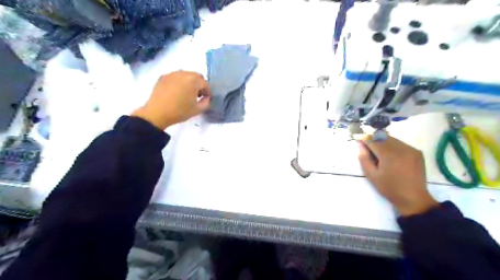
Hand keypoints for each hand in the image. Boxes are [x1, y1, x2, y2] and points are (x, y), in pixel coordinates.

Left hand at [131, 72, 210, 129]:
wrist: (157, 113)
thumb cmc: (180, 111)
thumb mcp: (197, 110)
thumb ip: (206, 102)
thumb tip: (206, 98)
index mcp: (193, 80)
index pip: (205, 83)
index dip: (207, 91)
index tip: (206, 99)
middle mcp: (183, 73)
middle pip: (196, 76)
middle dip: (199, 84)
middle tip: (197, 95)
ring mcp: (172, 74)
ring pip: (185, 75)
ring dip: (189, 82)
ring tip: (186, 93)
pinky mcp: (163, 77)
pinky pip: (175, 77)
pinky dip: (179, 82)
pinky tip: (176, 92)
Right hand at [360, 135, 438, 215]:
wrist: (413, 198)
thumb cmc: (389, 188)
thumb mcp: (371, 175)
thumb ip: (364, 158)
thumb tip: (361, 145)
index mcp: (388, 154)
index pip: (373, 140)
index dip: (365, 139)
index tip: (358, 139)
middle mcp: (401, 148)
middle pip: (383, 137)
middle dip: (374, 139)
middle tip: (368, 147)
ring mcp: (411, 149)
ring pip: (392, 139)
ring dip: (383, 142)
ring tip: (379, 152)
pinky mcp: (417, 152)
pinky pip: (401, 144)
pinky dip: (393, 146)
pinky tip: (391, 156)